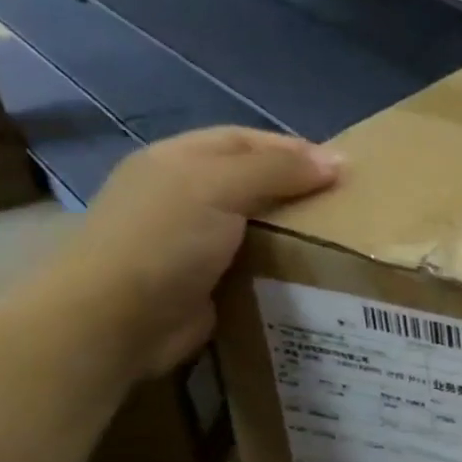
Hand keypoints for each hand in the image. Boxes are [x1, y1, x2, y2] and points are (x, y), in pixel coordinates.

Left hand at [42, 128, 341, 378]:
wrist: (115, 321)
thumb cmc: (164, 240)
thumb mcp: (220, 188)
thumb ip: (278, 170)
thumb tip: (338, 162)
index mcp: (178, 160)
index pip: (245, 140)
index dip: (293, 148)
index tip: (342, 168)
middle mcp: (184, 195)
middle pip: (253, 181)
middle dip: (298, 190)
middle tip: (347, 205)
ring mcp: (192, 241)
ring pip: (256, 224)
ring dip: (294, 230)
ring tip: (341, 239)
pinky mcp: (206, 282)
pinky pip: (254, 264)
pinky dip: (282, 265)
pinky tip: (314, 272)